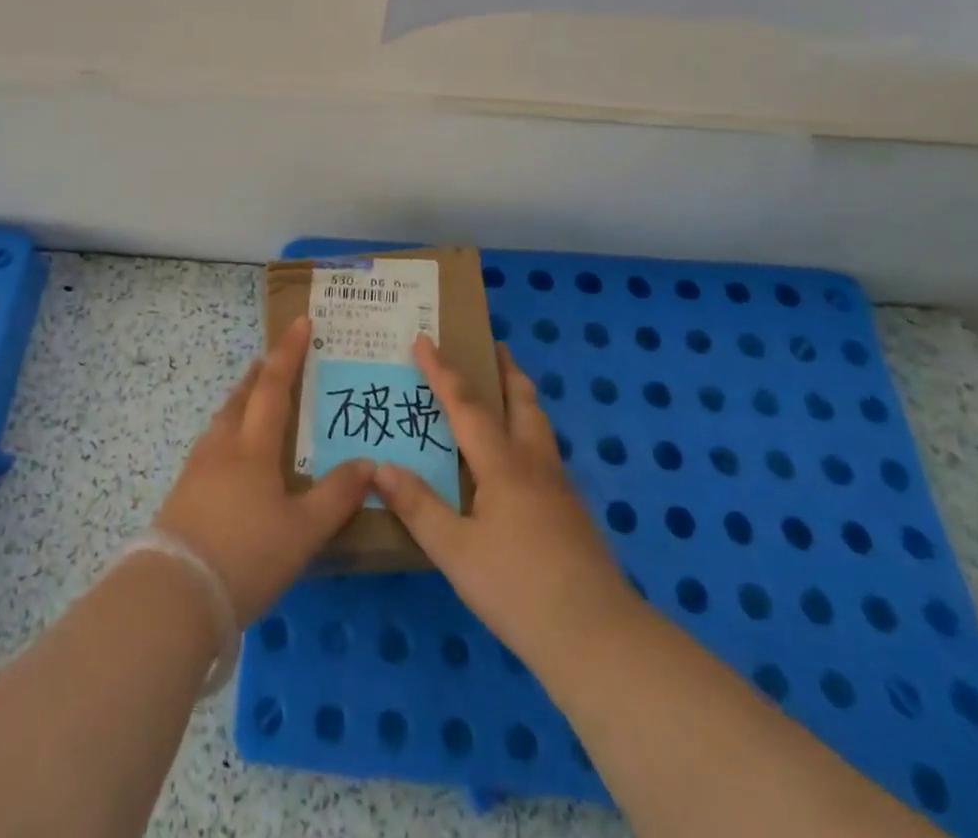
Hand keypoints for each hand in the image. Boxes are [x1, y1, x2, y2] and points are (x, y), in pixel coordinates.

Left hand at [155, 316, 373, 625]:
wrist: (174, 595)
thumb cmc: (246, 555)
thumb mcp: (303, 531)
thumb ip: (337, 496)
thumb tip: (369, 463)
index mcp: (253, 447)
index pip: (274, 386)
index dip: (289, 352)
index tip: (300, 322)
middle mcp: (223, 446)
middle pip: (241, 397)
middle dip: (260, 374)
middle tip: (273, 360)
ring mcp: (198, 468)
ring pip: (222, 421)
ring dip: (240, 402)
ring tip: (254, 402)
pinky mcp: (183, 493)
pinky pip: (211, 446)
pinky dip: (228, 433)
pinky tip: (232, 457)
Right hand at [374, 336, 640, 674]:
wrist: (597, 638)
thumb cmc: (518, 589)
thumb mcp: (455, 552)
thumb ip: (418, 507)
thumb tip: (380, 466)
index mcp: (503, 465)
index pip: (467, 405)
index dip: (443, 371)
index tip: (424, 339)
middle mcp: (534, 463)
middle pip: (521, 401)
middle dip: (504, 370)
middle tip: (492, 346)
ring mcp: (559, 487)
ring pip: (539, 425)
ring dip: (520, 397)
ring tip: (506, 390)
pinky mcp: (572, 511)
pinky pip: (545, 451)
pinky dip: (528, 431)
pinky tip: (519, 459)